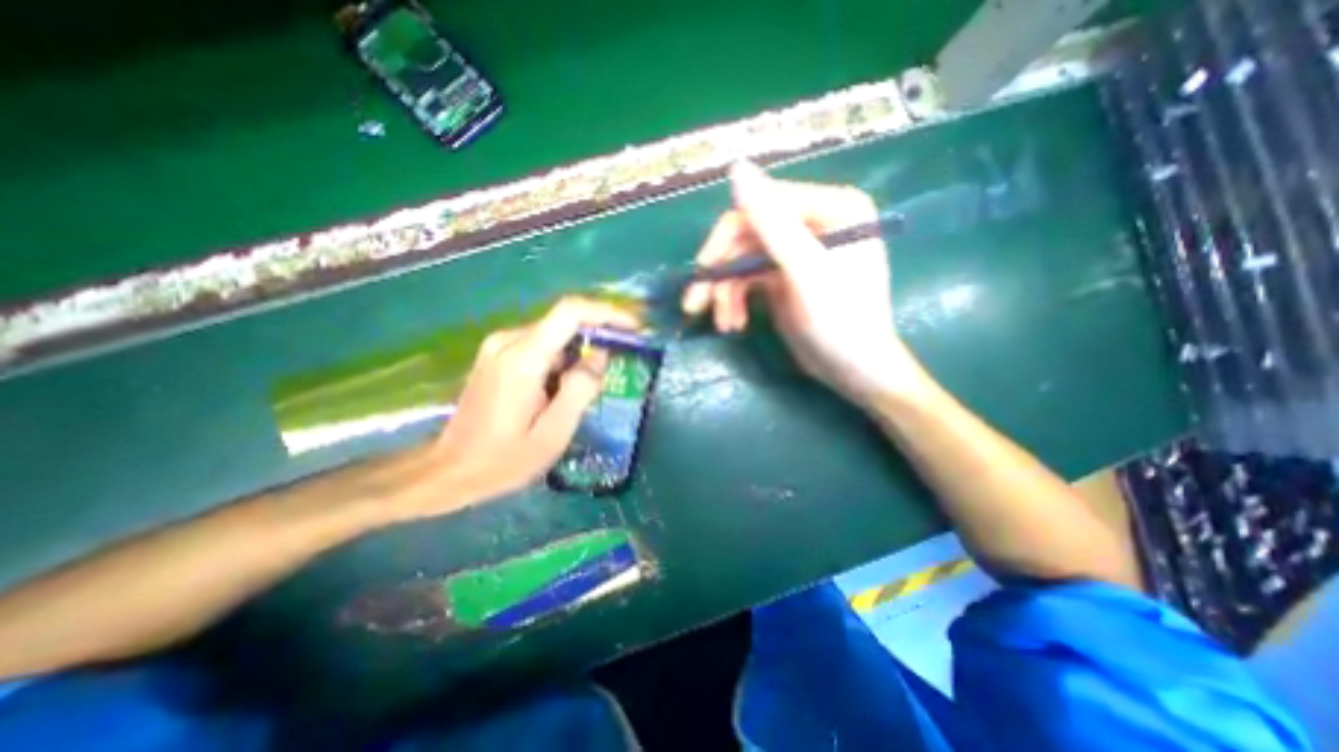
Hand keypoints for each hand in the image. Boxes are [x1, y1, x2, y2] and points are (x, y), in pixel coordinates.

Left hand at [420, 298, 645, 514]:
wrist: (448, 471)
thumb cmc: (503, 460)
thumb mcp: (553, 433)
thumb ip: (580, 390)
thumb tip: (600, 356)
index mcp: (523, 358)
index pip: (571, 312)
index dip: (607, 313)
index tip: (634, 327)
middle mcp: (508, 341)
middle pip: (565, 322)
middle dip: (598, 337)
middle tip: (621, 364)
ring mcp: (499, 346)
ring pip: (555, 334)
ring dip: (580, 352)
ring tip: (590, 388)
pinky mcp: (498, 355)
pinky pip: (542, 345)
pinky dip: (563, 359)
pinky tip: (563, 390)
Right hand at [683, 158, 927, 403]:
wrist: (854, 372)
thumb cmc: (840, 322)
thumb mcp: (805, 270)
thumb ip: (771, 222)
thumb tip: (736, 167)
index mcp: (830, 208)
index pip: (762, 206)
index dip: (727, 237)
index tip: (704, 270)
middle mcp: (812, 223)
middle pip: (747, 235)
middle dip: (721, 273)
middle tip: (695, 303)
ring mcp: (795, 252)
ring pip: (742, 262)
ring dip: (724, 293)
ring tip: (721, 324)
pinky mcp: (783, 278)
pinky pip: (747, 281)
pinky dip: (734, 301)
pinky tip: (732, 324)